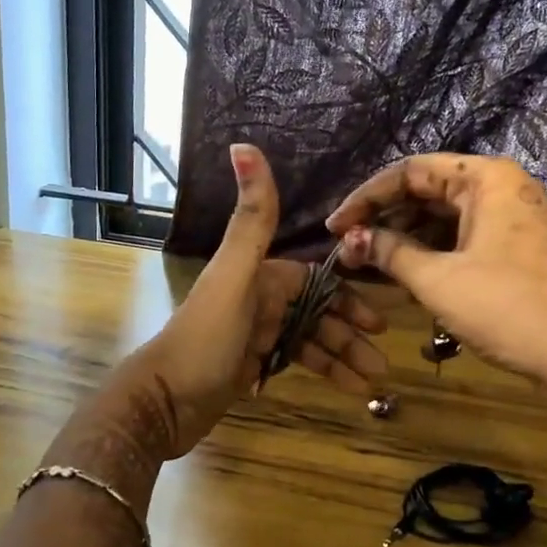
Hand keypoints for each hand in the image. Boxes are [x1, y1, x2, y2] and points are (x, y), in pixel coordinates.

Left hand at [132, 145, 388, 456]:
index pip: (312, 280)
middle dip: (350, 333)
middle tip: (382, 360)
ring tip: (373, 380)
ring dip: (341, 357)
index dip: (346, 296)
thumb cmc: (204, 338)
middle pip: (316, 312)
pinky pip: (294, 362)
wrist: (163, 402)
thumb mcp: (234, 276)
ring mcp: (254, 335)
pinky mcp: (249, 366)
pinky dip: (321, 373)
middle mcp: (258, 300)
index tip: (378, 320)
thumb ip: (251, 219)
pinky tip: (347, 388)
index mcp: (258, 276)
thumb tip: (242, 144)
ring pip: (309, 340)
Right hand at [325, 153, 546, 406]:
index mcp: (486, 178)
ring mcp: (513, 216)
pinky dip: (433, 251)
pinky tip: (406, 273)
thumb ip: (389, 252)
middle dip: (385, 219)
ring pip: (445, 216)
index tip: (336, 227)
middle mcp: (502, 187)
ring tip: (370, 263)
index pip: (410, 172)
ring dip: (406, 237)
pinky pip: (464, 236)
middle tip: (349, 248)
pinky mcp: (518, 245)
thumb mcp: (437, 279)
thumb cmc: (506, 306)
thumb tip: (351, 240)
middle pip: (428, 190)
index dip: (366, 198)